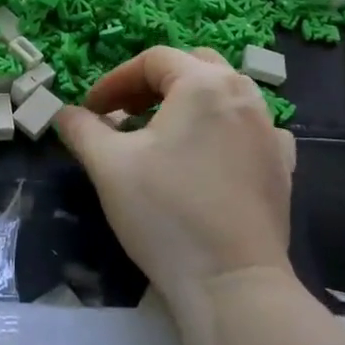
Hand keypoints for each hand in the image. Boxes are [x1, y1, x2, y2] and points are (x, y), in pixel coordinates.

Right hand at [54, 47, 294, 303]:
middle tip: (124, 113)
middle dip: (153, 84)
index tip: (91, 110)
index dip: (115, 81)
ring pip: (224, 95)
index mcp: (203, 84)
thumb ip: (81, 128)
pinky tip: (208, 155)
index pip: (153, 60)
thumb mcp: (108, 165)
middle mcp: (243, 95)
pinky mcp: (281, 165)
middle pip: (193, 67)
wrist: (231, 283)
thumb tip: (64, 113)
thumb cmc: (165, 213)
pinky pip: (249, 128)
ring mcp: (269, 131)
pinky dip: (223, 129)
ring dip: (187, 103)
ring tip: (161, 135)